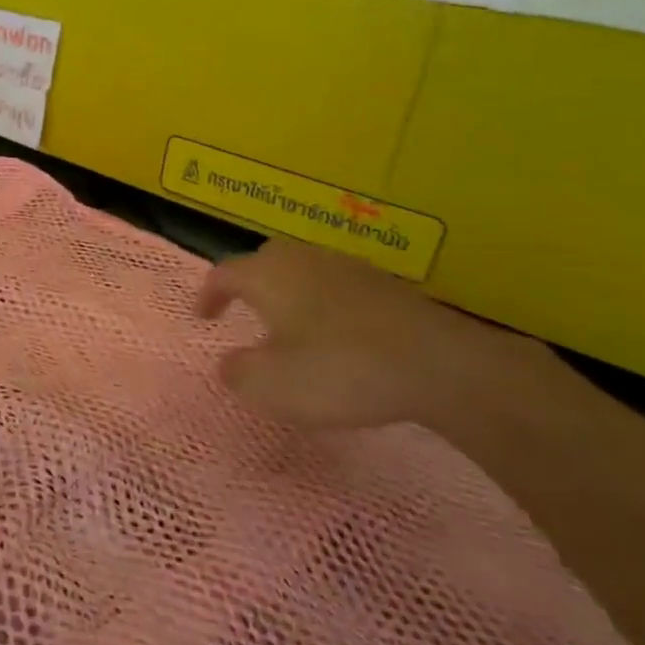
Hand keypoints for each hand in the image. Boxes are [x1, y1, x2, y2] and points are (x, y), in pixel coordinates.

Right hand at [196, 238, 551, 434]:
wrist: (441, 365)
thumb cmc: (339, 370)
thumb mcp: (271, 385)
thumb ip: (239, 373)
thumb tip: (230, 362)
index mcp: (267, 275)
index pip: (224, 272)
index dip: (209, 294)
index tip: (203, 317)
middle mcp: (304, 260)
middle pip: (266, 259)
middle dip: (250, 281)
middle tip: (245, 309)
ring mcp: (349, 268)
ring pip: (305, 269)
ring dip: (291, 292)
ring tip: (290, 325)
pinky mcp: (387, 285)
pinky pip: (339, 286)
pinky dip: (326, 303)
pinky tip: (338, 335)